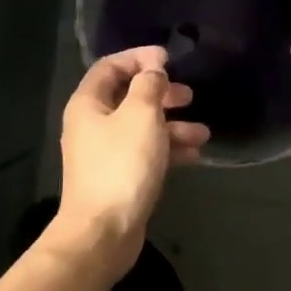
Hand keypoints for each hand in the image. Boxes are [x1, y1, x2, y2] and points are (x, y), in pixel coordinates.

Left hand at [47, 46, 209, 276]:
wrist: (103, 232)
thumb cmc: (122, 166)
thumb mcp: (141, 116)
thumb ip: (149, 86)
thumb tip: (153, 70)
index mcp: (88, 104)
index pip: (110, 66)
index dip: (139, 58)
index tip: (169, 59)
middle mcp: (92, 124)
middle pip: (128, 96)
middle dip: (161, 93)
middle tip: (188, 95)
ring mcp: (105, 153)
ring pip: (141, 127)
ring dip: (172, 125)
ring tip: (202, 132)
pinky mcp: (119, 177)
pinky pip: (145, 153)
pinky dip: (168, 149)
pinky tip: (194, 155)